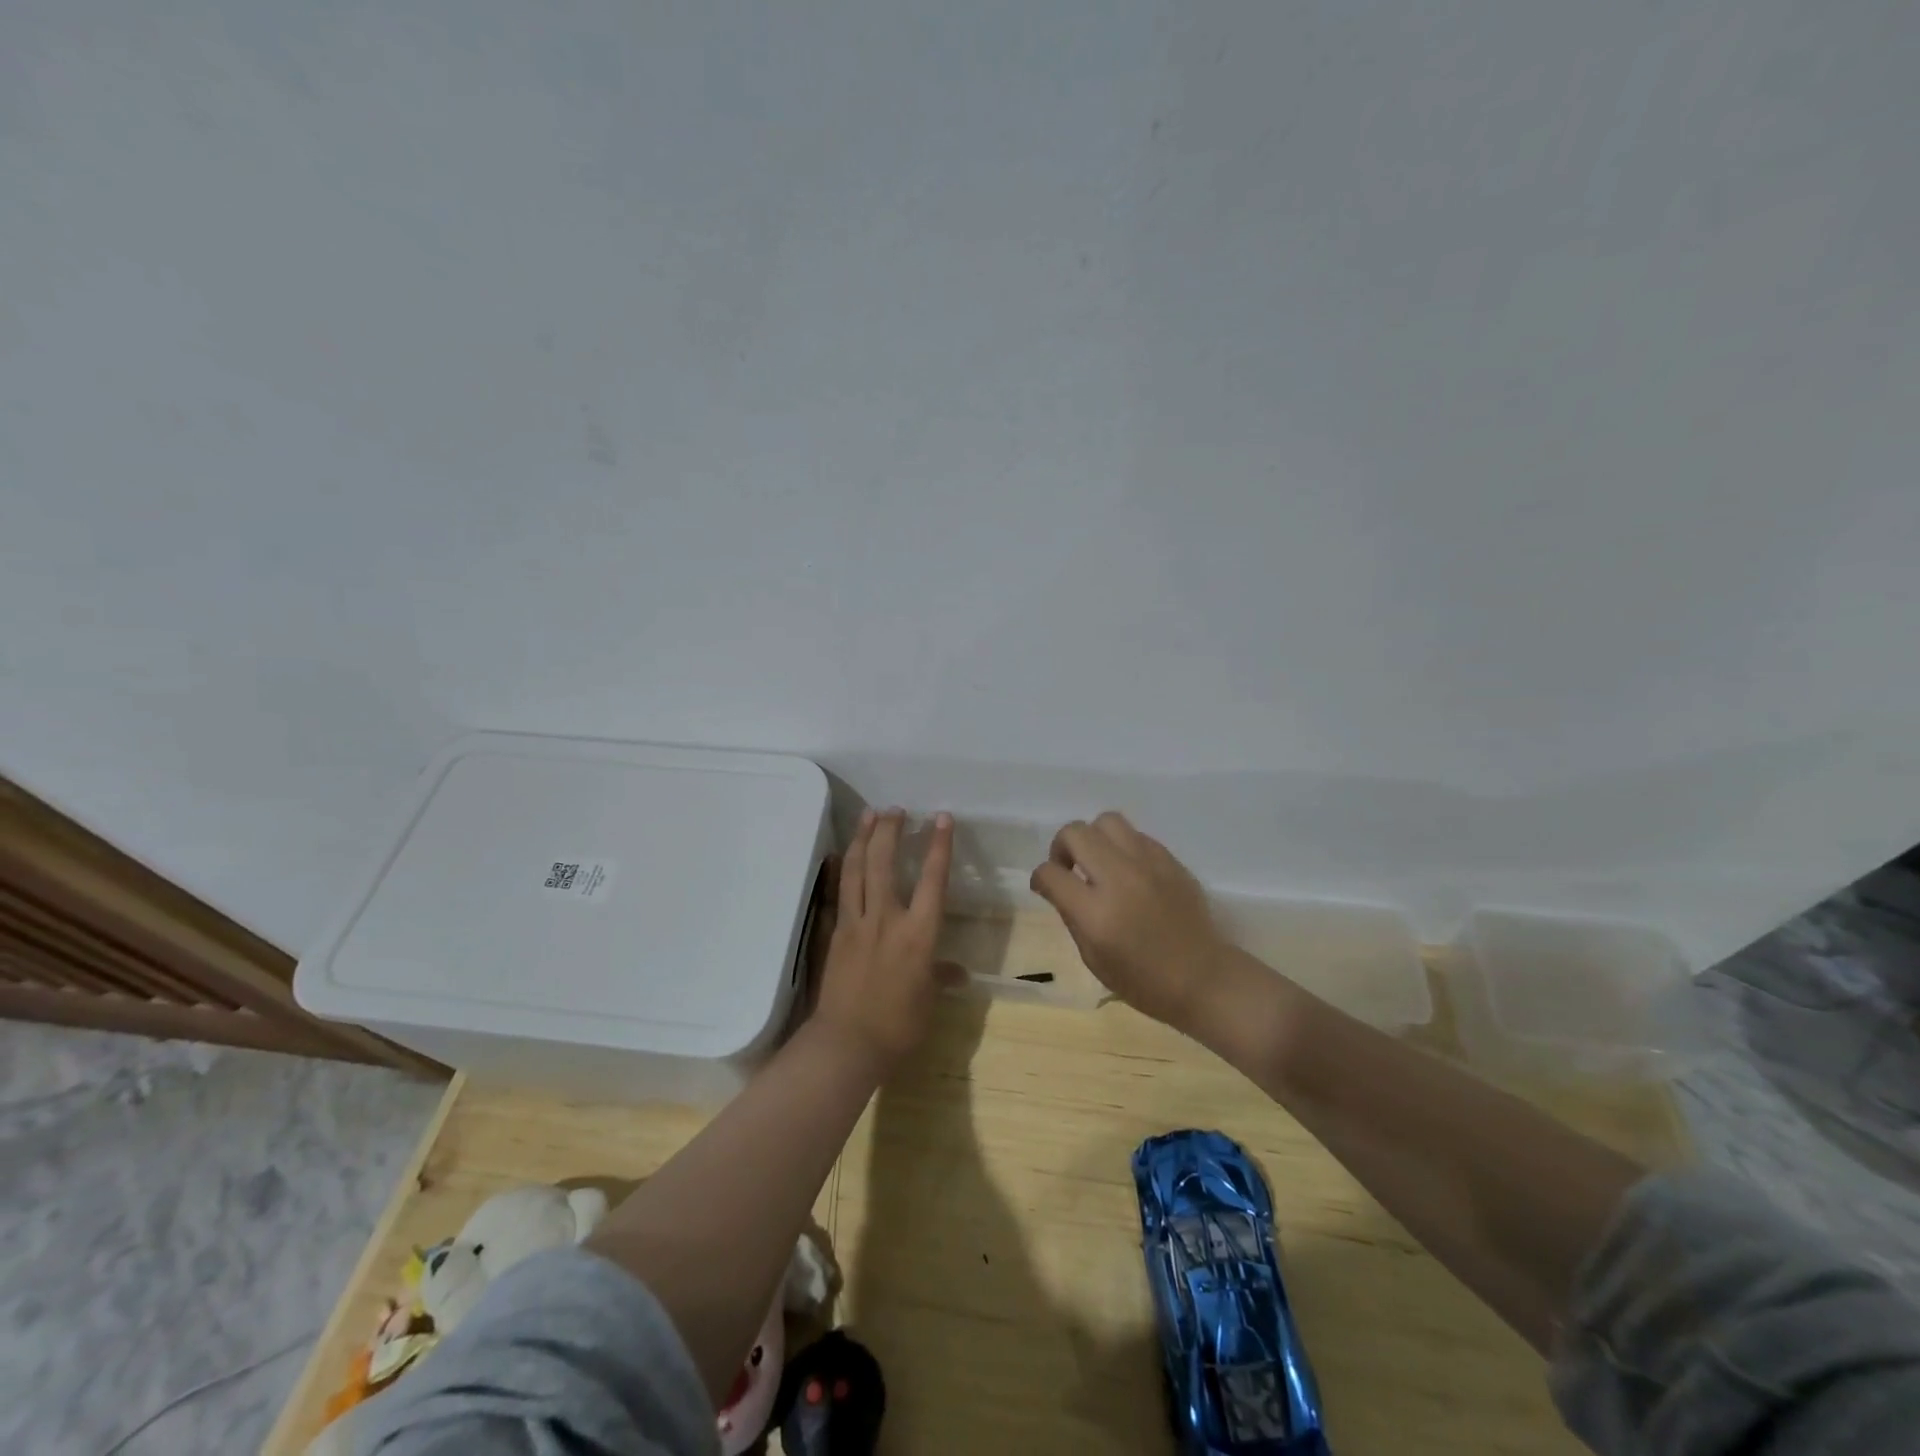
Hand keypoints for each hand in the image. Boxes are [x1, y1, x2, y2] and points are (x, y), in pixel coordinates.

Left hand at [811, 808, 957, 1075]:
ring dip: (864, 839)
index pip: (933, 879)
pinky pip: (839, 892)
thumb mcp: (928, 1001)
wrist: (847, 1044)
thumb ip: (941, 977)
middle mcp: (887, 919)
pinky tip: (842, 854)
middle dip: (890, 831)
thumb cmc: (898, 1026)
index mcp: (919, 933)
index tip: (941, 818)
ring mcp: (856, 923)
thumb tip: (958, 973)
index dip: (938, 846)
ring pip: (858, 870)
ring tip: (869, 815)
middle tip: (894, 809)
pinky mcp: (835, 933)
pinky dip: (842, 868)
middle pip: (885, 863)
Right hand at [1029, 812, 1231, 1031]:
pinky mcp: (1170, 860)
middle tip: (1069, 868)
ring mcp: (1148, 864)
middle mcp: (1119, 878)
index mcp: (1096, 912)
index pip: (1050, 873)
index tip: (1045, 887)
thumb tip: (1059, 886)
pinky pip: (1136, 835)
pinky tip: (1128, 871)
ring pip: (1107, 821)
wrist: (1203, 978)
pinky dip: (1123, 847)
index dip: (1040, 878)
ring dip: (1093, 838)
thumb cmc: (1143, 981)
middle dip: (1062, 847)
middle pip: (1075, 833)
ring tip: (1098, 862)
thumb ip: (1072, 915)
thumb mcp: (1092, 958)